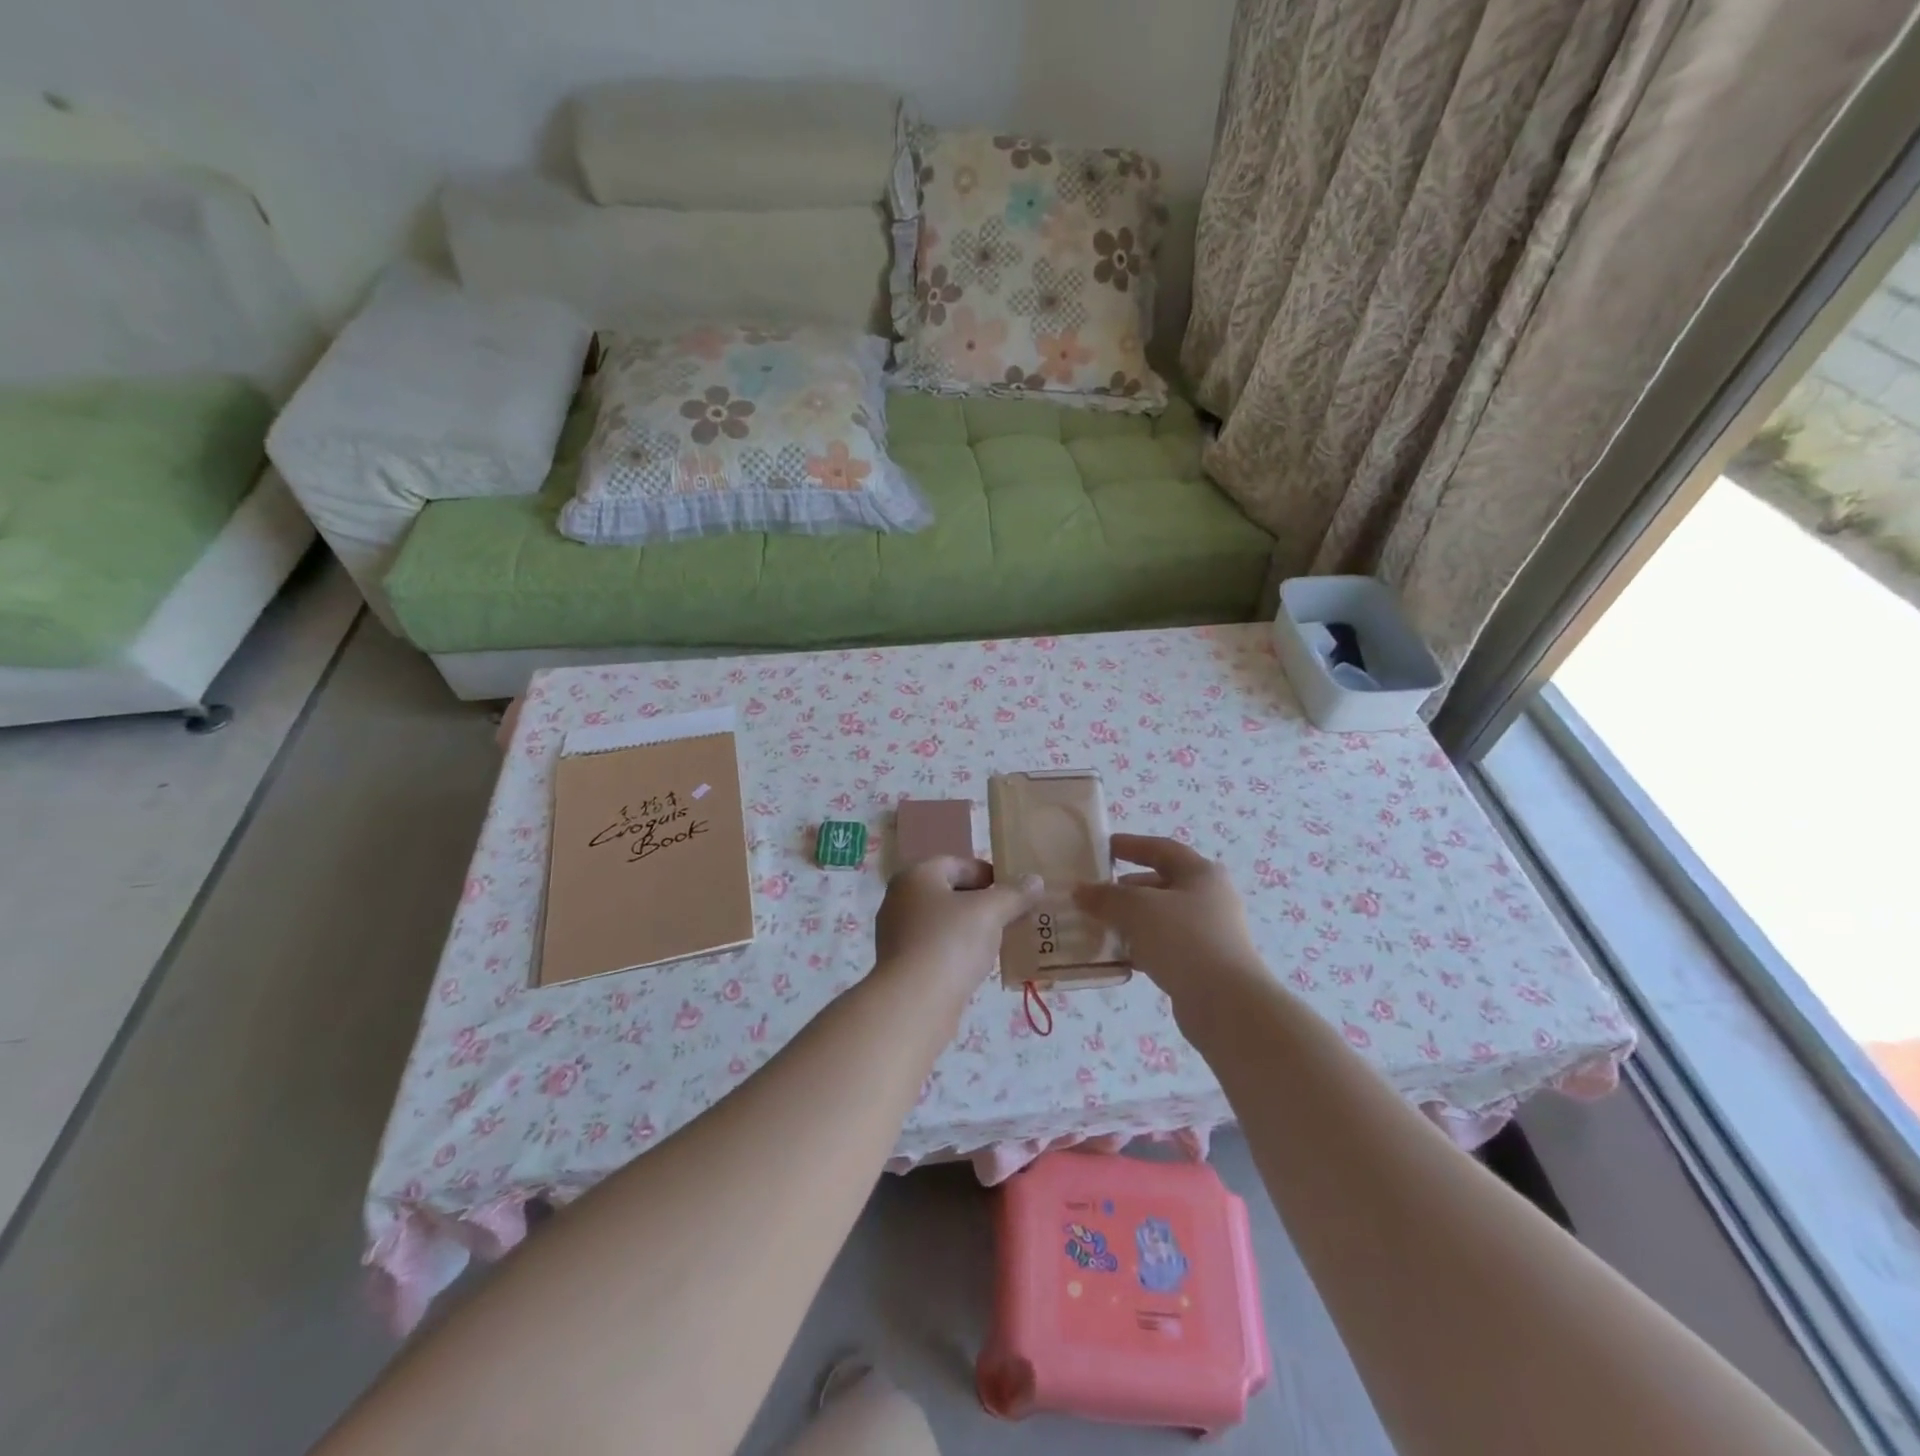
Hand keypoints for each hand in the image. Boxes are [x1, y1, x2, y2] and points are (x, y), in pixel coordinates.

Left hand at [874, 857, 1042, 1004]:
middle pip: (949, 893)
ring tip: (999, 942)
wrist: (913, 1003)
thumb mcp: (990, 912)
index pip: (958, 864)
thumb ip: (1014, 894)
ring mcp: (897, 934)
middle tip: (1012, 917)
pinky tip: (976, 966)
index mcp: (916, 876)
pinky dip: (956, 952)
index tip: (1015, 892)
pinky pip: (935, 948)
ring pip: (942, 923)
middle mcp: (900, 899)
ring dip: (970, 929)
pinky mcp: (901, 965)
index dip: (989, 874)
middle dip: (982, 903)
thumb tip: (1035, 880)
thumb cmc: (950, 942)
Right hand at [1073, 834, 1267, 1006]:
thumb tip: (1081, 891)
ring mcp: (1209, 933)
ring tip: (1099, 926)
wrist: (1226, 1003)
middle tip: (1095, 895)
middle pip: (1161, 884)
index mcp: (1201, 873)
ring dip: (1130, 920)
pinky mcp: (1203, 964)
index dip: (1131, 845)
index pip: (1161, 849)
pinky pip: (1164, 946)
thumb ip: (1106, 896)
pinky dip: (1140, 946)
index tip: (1101, 848)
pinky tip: (1117, 956)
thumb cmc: (1183, 939)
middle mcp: (1210, 898)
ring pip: (1161, 918)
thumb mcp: (1137, 908)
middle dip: (1125, 888)